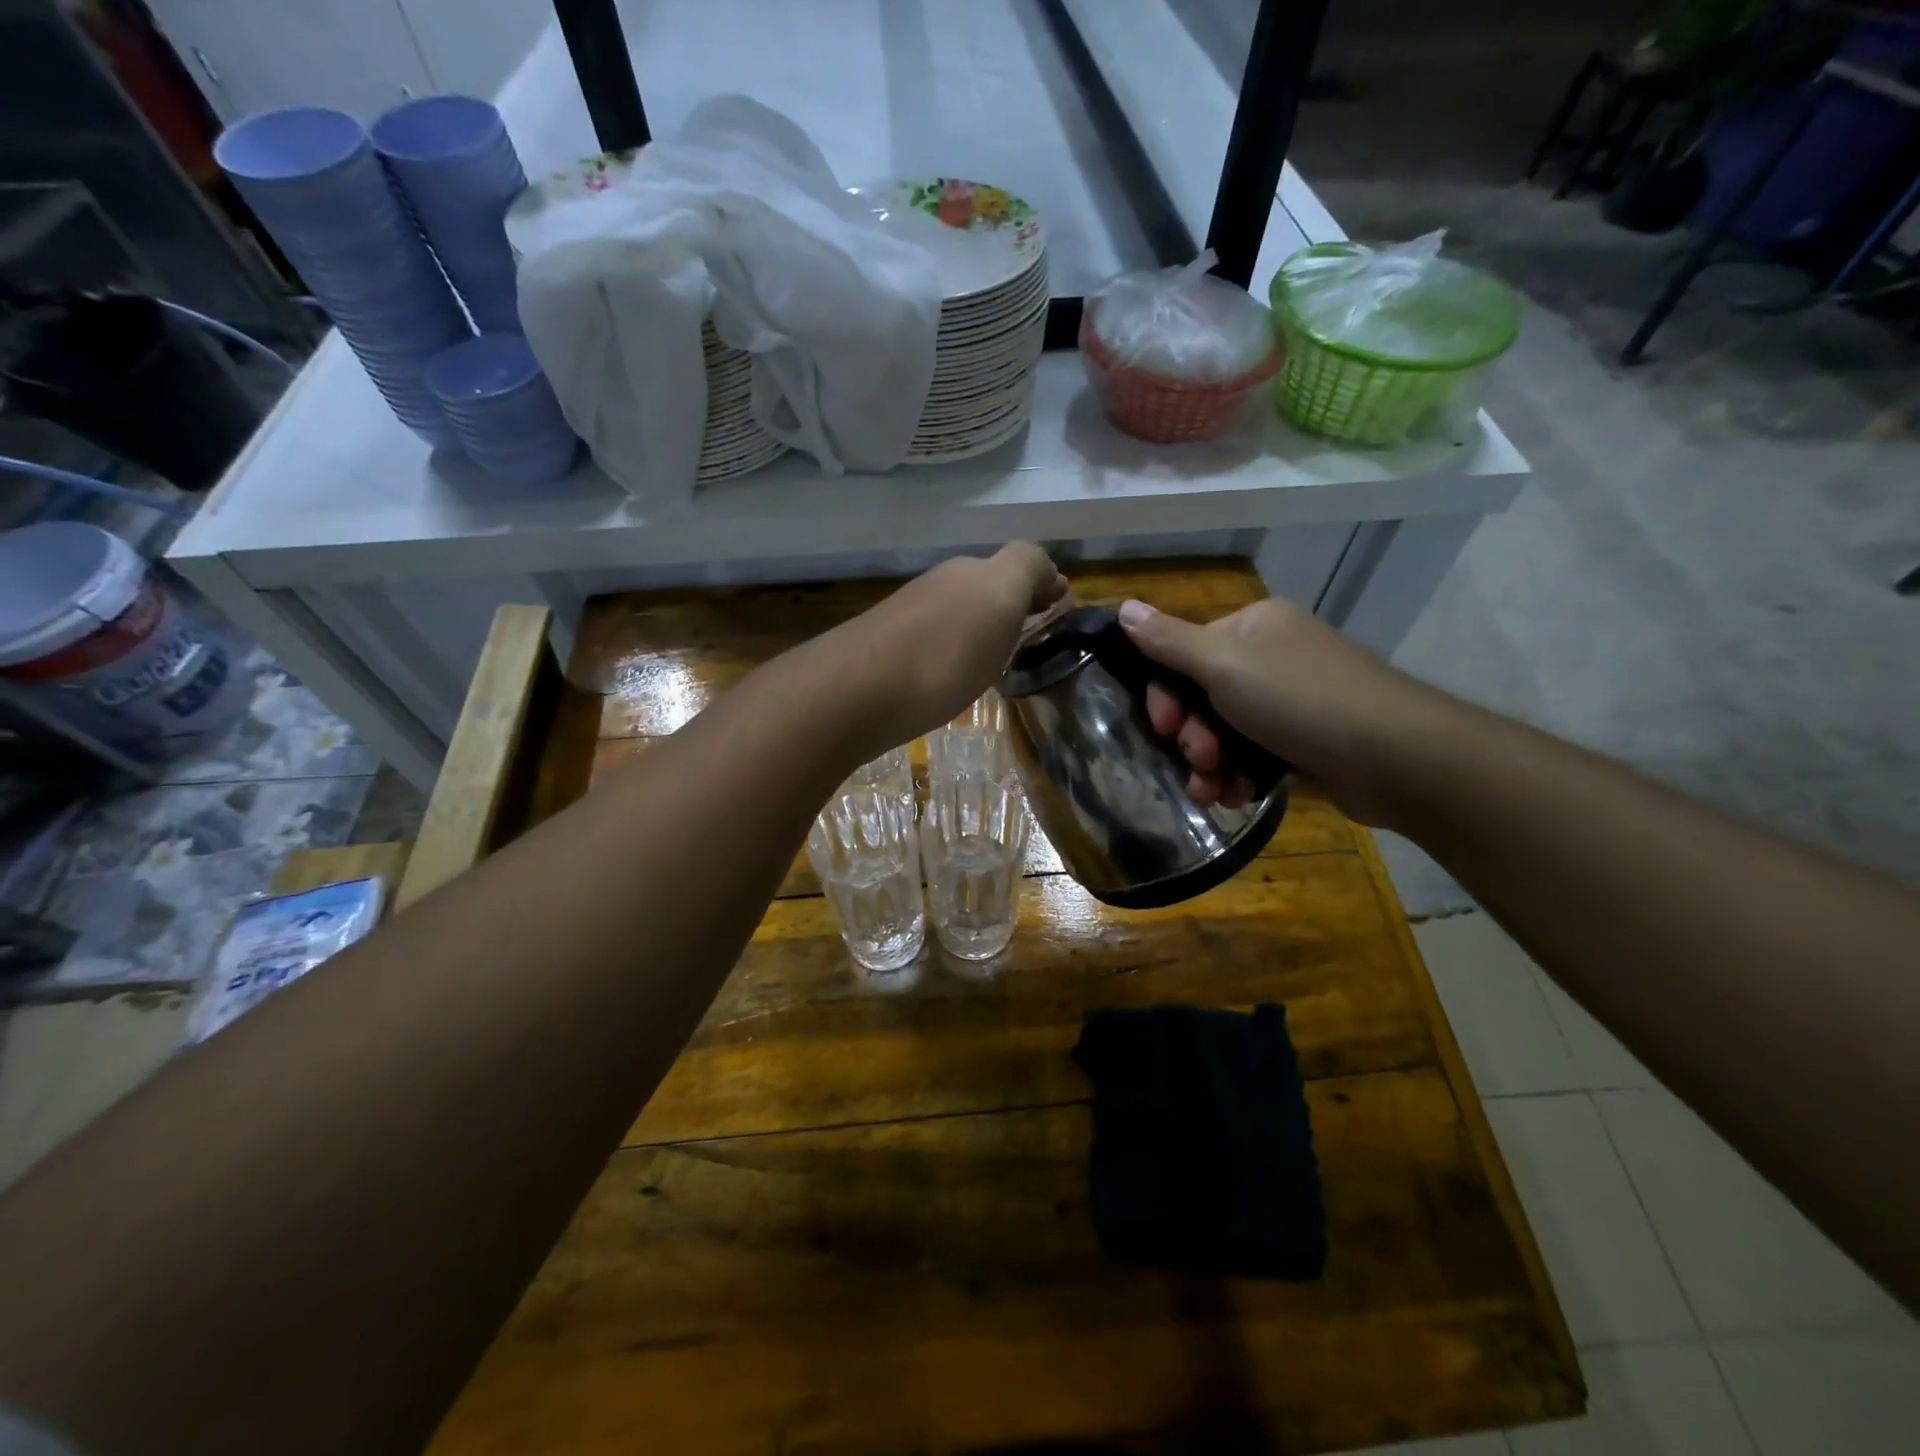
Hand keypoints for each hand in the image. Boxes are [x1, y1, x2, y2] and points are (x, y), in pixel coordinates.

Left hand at [834, 543, 1067, 759]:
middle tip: (1035, 631)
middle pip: (987, 587)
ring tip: (1002, 656)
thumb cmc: (943, 652)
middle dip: (1014, 602)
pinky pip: (937, 643)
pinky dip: (957, 650)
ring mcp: (910, 619)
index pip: (1019, 564)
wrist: (856, 694)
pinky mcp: (890, 655)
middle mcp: (940, 587)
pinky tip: (958, 674)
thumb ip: (1026, 569)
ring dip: (985, 627)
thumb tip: (1045, 566)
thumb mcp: (998, 598)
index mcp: (971, 572)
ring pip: (961, 614)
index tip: (1061, 608)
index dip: (1042, 583)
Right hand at [1117, 595, 1455, 825]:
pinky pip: (1252, 754)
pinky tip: (1238, 796)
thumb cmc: (1299, 700)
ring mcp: (1290, 700)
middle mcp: (1270, 656)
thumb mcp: (1222, 665)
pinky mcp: (1304, 740)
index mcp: (1252, 627)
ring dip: (1209, 764)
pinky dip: (1239, 775)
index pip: (1183, 653)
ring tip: (1212, 791)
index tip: (1164, 726)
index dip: (1165, 693)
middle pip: (1202, 696)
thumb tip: (1123, 608)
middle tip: (1198, 760)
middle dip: (1191, 735)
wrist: (1395, 756)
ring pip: (1224, 732)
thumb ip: (1168, 641)